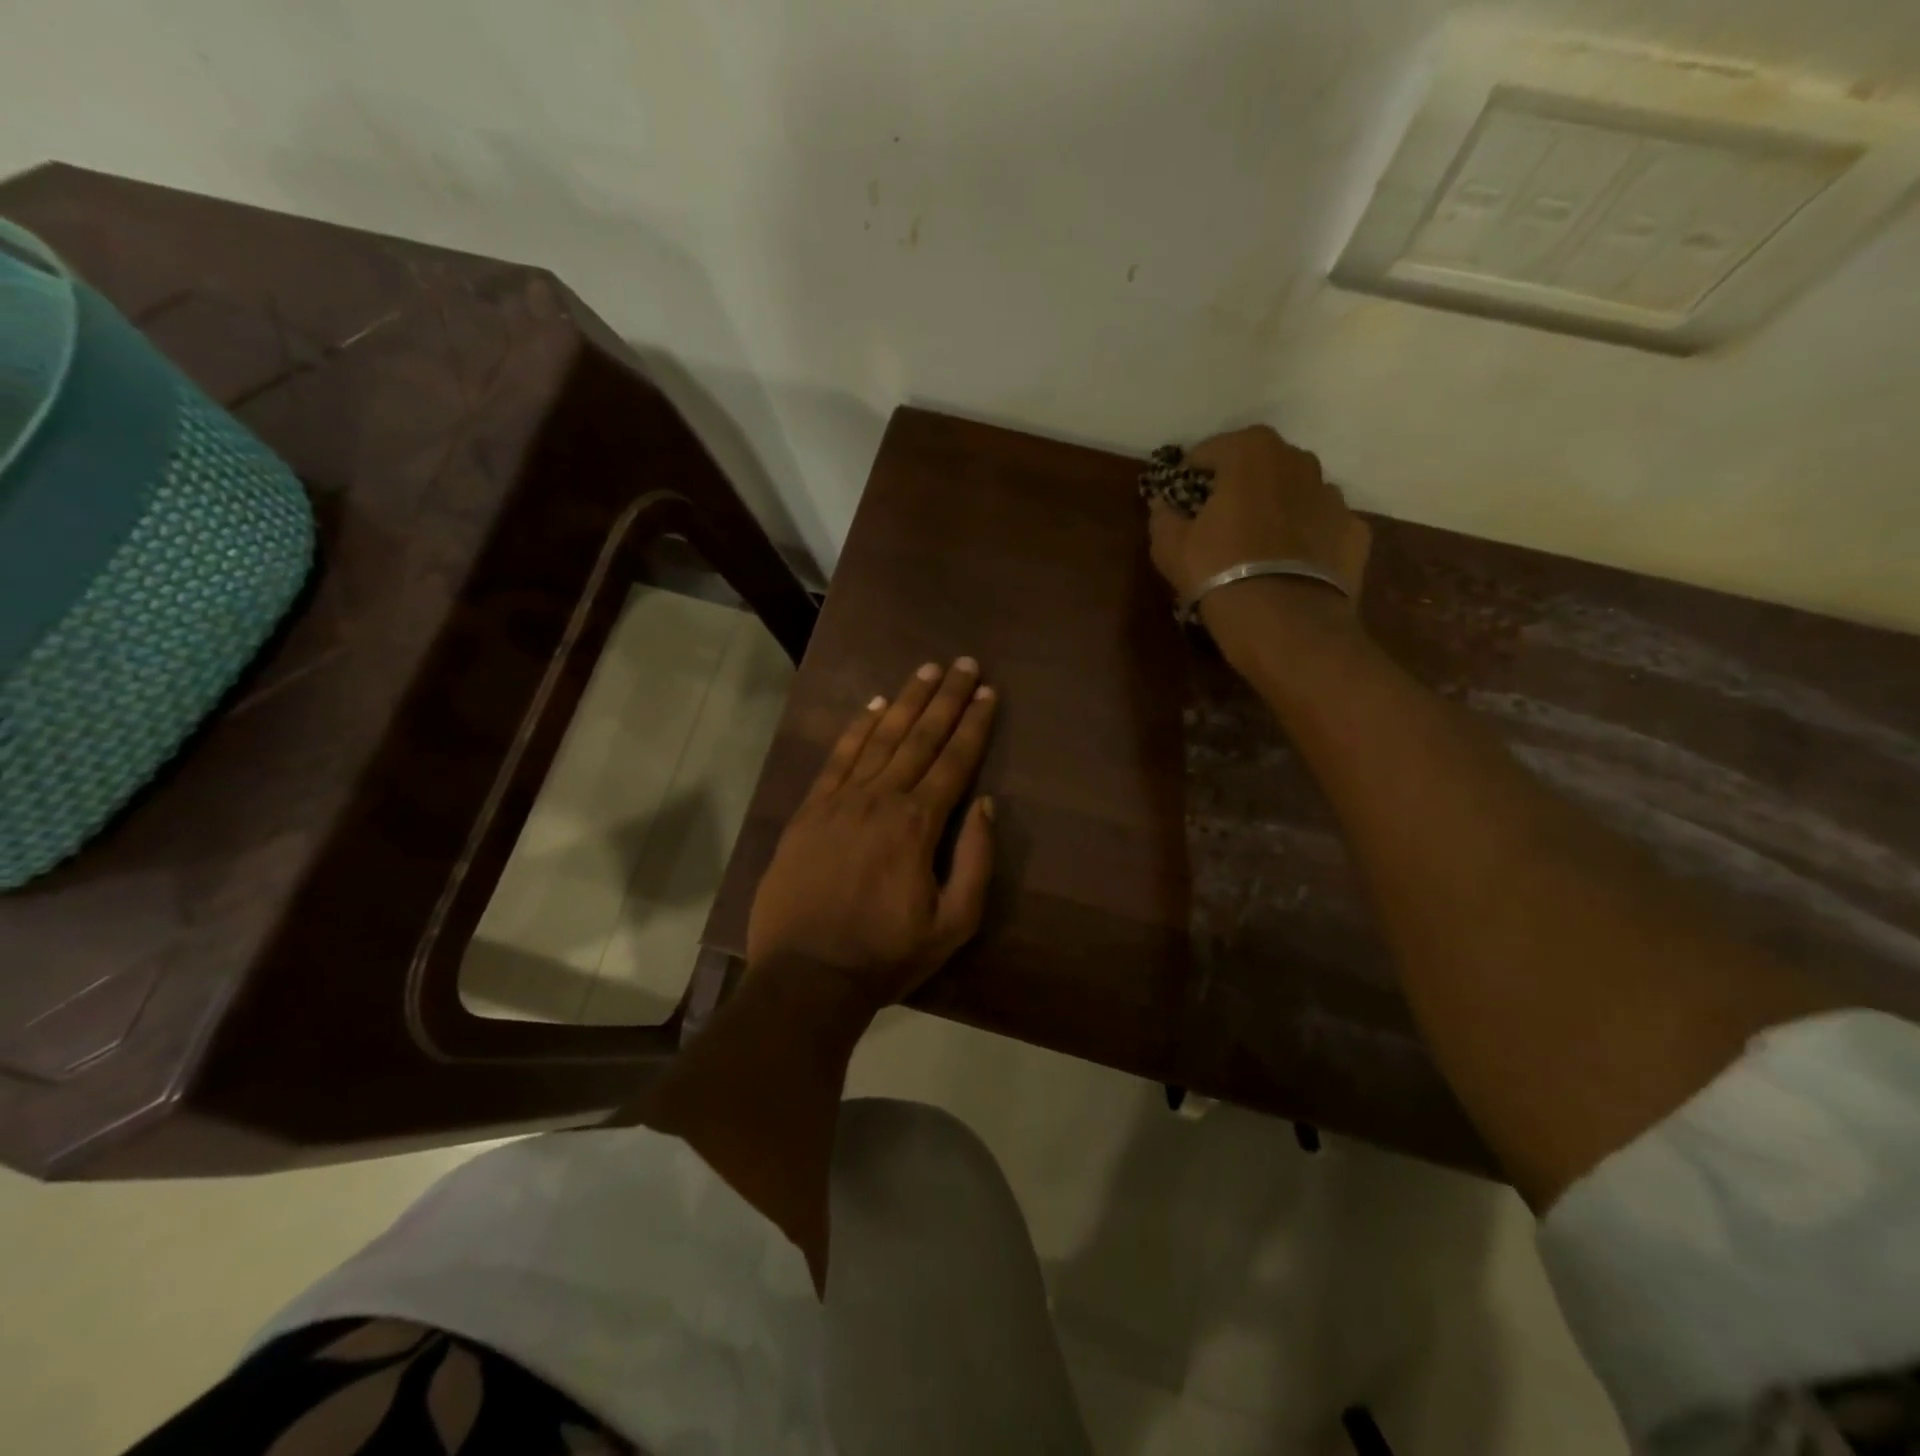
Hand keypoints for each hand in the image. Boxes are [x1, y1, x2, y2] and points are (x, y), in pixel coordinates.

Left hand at [746, 658, 998, 1013]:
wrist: (806, 976)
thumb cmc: (885, 955)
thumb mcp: (952, 924)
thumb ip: (975, 861)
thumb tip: (986, 805)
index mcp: (917, 825)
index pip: (954, 761)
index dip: (974, 724)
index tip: (988, 692)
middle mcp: (880, 799)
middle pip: (919, 737)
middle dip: (946, 698)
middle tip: (964, 664)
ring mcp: (839, 801)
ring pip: (880, 738)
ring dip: (906, 701)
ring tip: (927, 670)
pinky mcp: (808, 811)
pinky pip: (837, 758)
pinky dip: (857, 728)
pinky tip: (873, 706)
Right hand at [1147, 425, 1370, 612]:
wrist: (1285, 622)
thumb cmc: (1219, 572)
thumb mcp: (1170, 547)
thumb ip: (1163, 517)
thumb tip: (1163, 505)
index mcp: (1252, 453)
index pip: (1212, 450)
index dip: (1192, 474)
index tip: (1182, 499)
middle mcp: (1299, 461)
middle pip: (1260, 465)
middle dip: (1240, 485)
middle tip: (1220, 520)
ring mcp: (1334, 496)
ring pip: (1296, 494)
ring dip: (1277, 509)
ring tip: (1258, 546)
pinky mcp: (1356, 532)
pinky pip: (1322, 527)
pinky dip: (1307, 538)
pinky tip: (1291, 565)